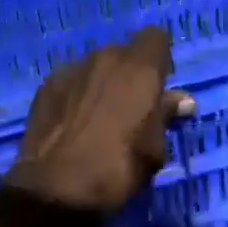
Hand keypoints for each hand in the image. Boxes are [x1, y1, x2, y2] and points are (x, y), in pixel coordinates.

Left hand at [4, 27, 194, 213]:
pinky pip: (71, 81)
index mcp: (139, 68)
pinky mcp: (45, 86)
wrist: (56, 188)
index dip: (159, 60)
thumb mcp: (154, 149)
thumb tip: (182, 100)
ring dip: (102, 83)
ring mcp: (71, 69)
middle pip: (123, 52)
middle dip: (129, 73)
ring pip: (95, 66)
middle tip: (132, 107)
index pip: (156, 37)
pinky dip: (77, 94)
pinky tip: (74, 122)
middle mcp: (105, 58)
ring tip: (99, 117)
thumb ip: (165, 116)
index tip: (159, 87)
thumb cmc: (118, 168)